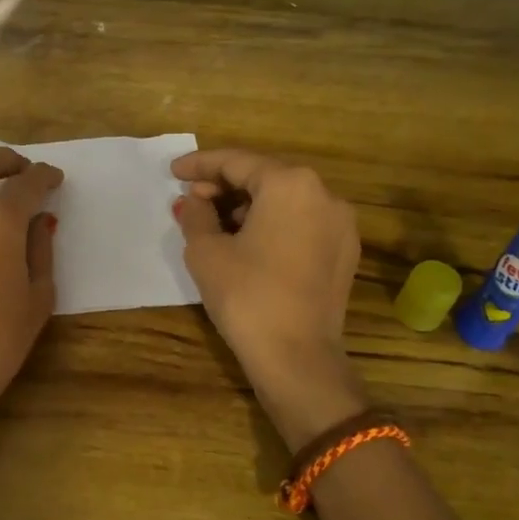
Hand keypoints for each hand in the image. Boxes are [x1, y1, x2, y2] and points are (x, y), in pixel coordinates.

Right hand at [171, 148, 368, 449]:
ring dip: (247, 206)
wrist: (297, 357)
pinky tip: (246, 242)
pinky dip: (272, 225)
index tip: (174, 171)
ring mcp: (340, 224)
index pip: (237, 162)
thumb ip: (196, 214)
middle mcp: (323, 194)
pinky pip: (301, 224)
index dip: (200, 165)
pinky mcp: (344, 253)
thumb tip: (195, 201)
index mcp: (290, 184)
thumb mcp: (206, 251)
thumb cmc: (246, 295)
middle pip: (265, 177)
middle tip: (191, 199)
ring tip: (214, 223)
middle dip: (225, 186)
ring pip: (285, 201)